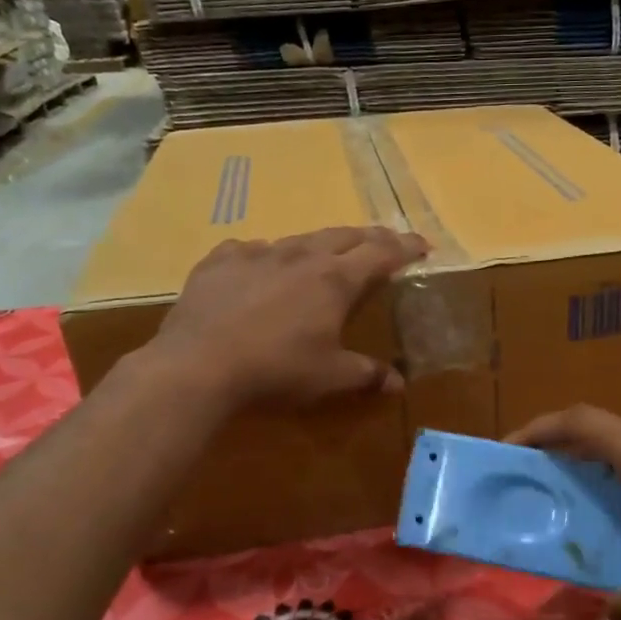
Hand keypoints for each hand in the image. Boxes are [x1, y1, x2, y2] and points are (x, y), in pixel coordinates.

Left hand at [152, 227, 428, 408]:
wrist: (199, 365)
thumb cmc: (277, 370)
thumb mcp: (330, 377)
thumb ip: (367, 374)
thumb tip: (399, 383)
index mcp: (334, 279)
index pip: (381, 253)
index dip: (405, 247)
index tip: (422, 245)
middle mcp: (300, 256)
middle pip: (344, 236)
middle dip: (369, 237)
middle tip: (384, 242)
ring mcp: (257, 253)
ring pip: (298, 239)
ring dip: (319, 245)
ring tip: (325, 254)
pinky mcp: (220, 261)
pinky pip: (250, 250)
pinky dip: (266, 257)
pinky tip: (259, 268)